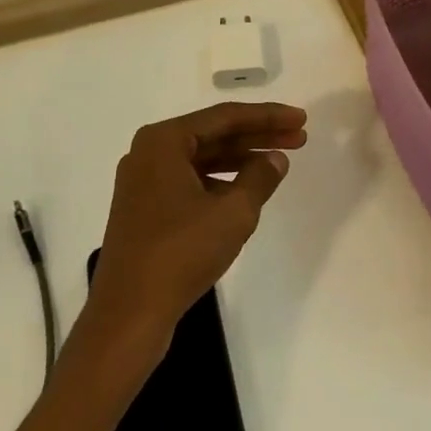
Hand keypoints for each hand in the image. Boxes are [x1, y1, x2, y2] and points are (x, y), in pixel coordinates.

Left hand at [87, 102, 307, 352]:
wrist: (128, 313)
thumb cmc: (180, 253)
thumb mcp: (232, 213)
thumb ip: (259, 178)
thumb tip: (275, 158)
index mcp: (163, 141)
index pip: (225, 117)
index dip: (268, 117)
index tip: (301, 119)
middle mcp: (148, 153)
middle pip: (213, 135)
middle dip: (258, 136)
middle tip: (299, 137)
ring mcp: (143, 182)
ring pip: (202, 159)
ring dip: (241, 159)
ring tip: (279, 163)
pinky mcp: (145, 209)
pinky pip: (189, 181)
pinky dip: (219, 182)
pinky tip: (246, 192)